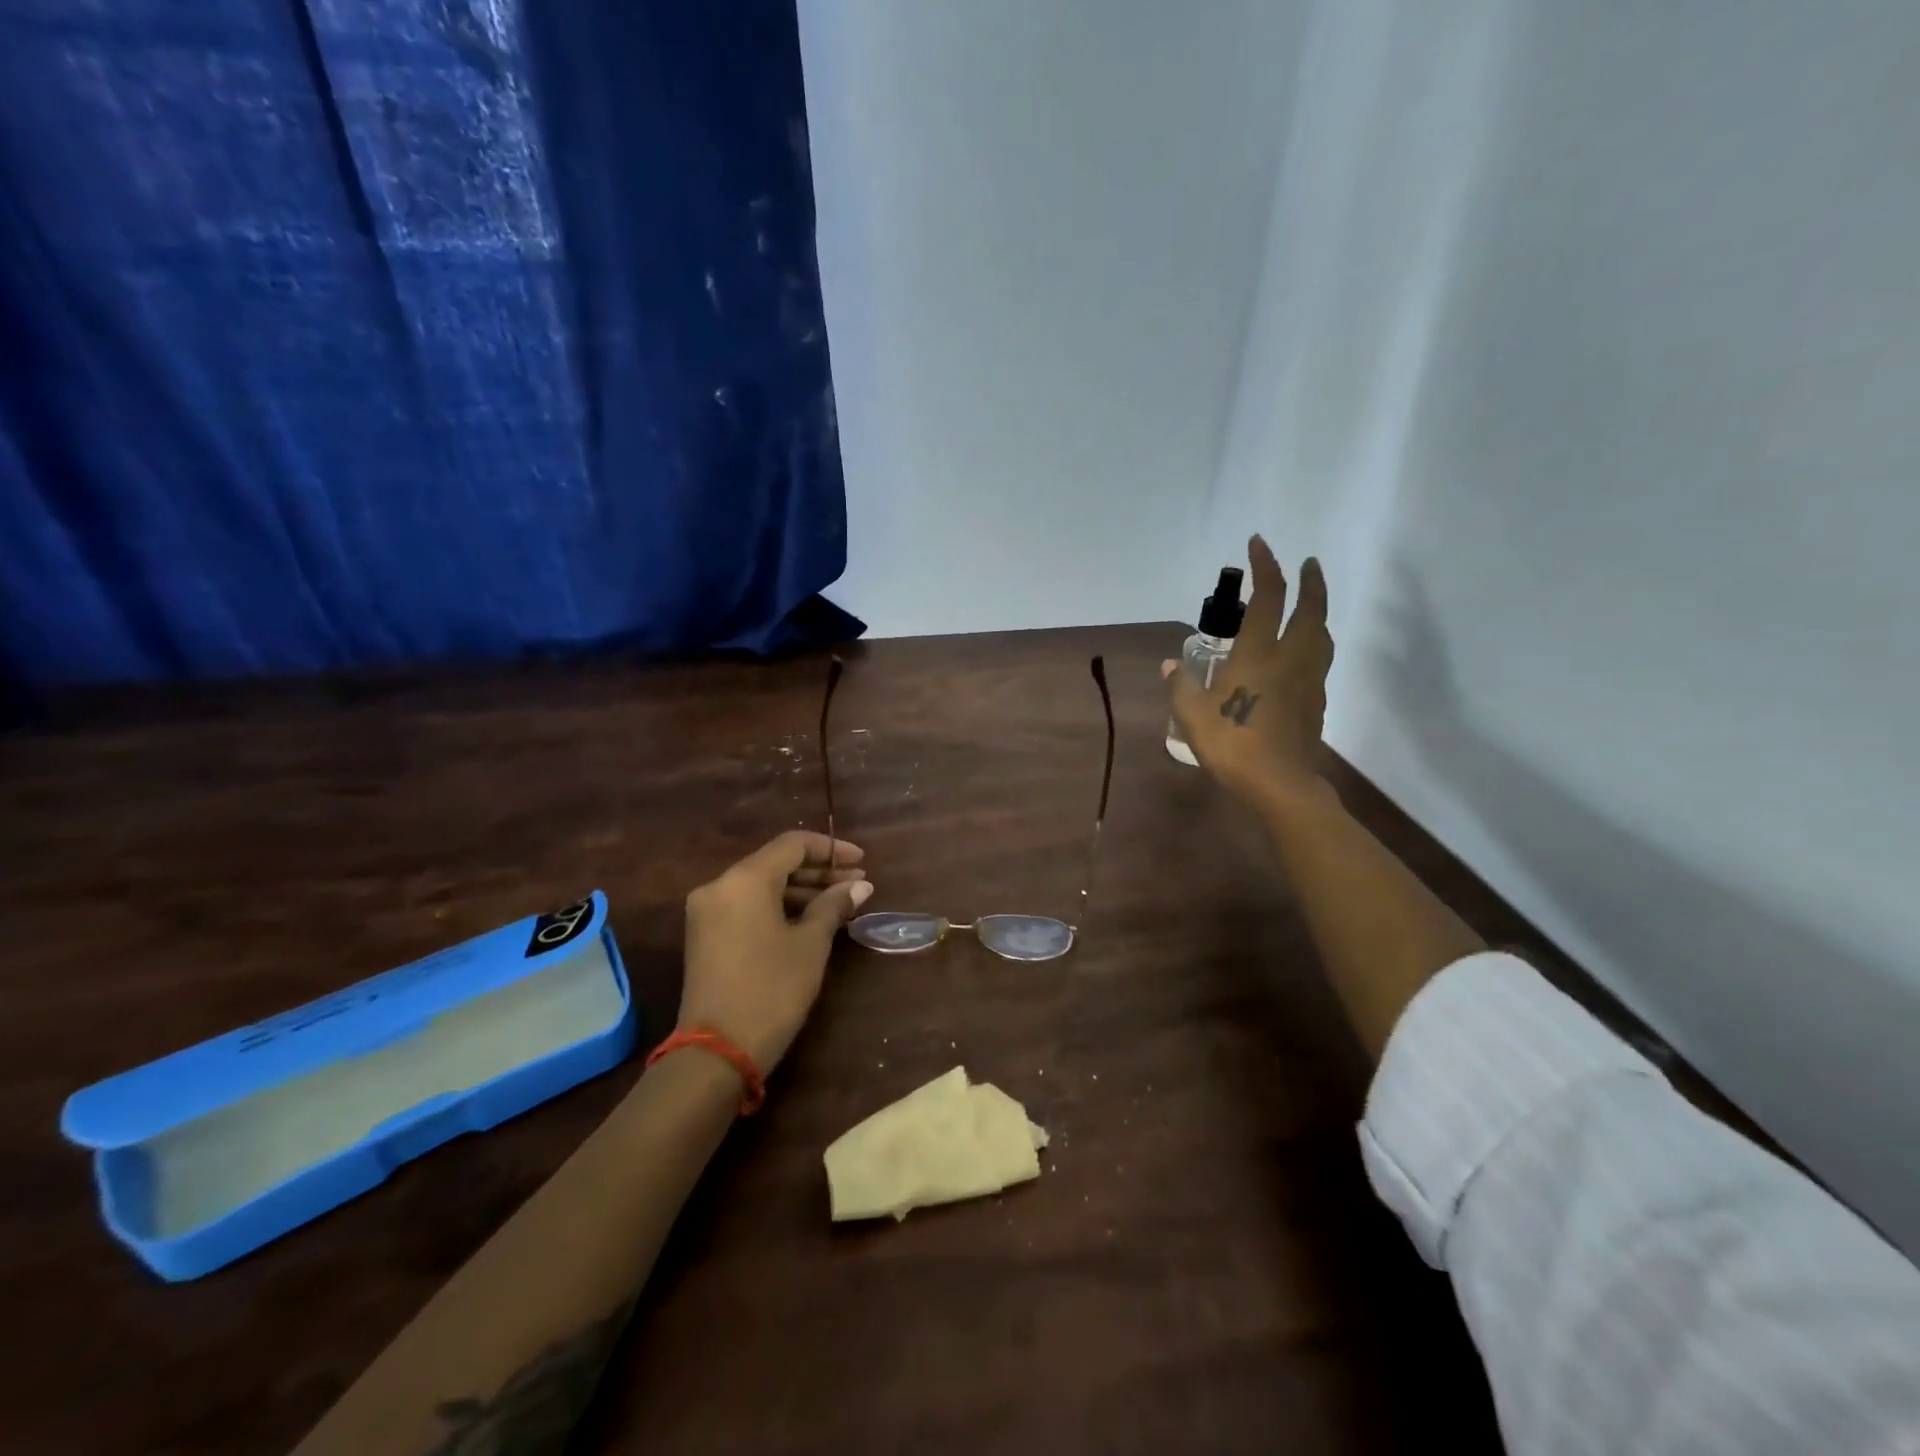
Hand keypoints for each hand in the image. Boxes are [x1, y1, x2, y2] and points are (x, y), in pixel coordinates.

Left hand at [677, 831, 873, 1072]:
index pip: (792, 845)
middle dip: (819, 871)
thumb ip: (833, 906)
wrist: (716, 1052)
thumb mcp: (810, 944)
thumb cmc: (771, 989)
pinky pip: (748, 906)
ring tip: (842, 902)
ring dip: (801, 890)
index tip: (862, 862)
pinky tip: (811, 919)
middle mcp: (720, 885)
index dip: (831, 849)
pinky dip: (779, 907)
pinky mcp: (705, 936)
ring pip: (762, 886)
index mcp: (744, 879)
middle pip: (775, 863)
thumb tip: (859, 886)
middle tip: (858, 884)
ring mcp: (708, 911)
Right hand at [1165, 535, 1334, 811]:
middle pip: (1310, 610)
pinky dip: (1315, 645)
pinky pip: (1320, 661)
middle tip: (1308, 564)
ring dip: (1319, 612)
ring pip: (1322, 635)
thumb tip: (1169, 663)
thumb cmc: (1231, 744)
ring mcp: (1308, 681)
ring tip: (1310, 606)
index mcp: (1257, 655)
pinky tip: (1303, 655)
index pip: (1267, 598)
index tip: (1258, 544)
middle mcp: (1290, 659)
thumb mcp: (1192, 715)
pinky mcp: (1316, 702)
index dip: (1265, 567)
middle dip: (1310, 581)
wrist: (1278, 783)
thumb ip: (1180, 685)